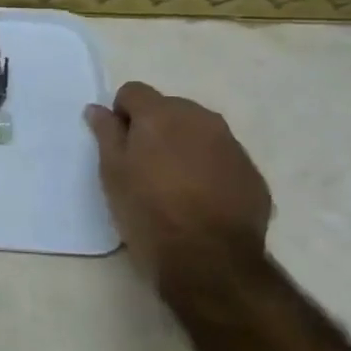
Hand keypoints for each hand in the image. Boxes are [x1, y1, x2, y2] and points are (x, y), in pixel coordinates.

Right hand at [85, 82, 271, 285]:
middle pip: (169, 108)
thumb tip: (98, 109)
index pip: (133, 91)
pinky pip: (221, 158)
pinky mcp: (252, 174)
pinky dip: (207, 168)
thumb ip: (106, 133)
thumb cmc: (147, 210)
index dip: (121, 114)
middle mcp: (201, 119)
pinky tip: (198, 200)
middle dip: (154, 127)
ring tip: (172, 184)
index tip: (118, 144)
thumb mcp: (112, 172)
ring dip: (183, 146)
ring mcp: (232, 146)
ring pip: (198, 132)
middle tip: (142, 165)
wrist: (209, 259)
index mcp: (162, 114)